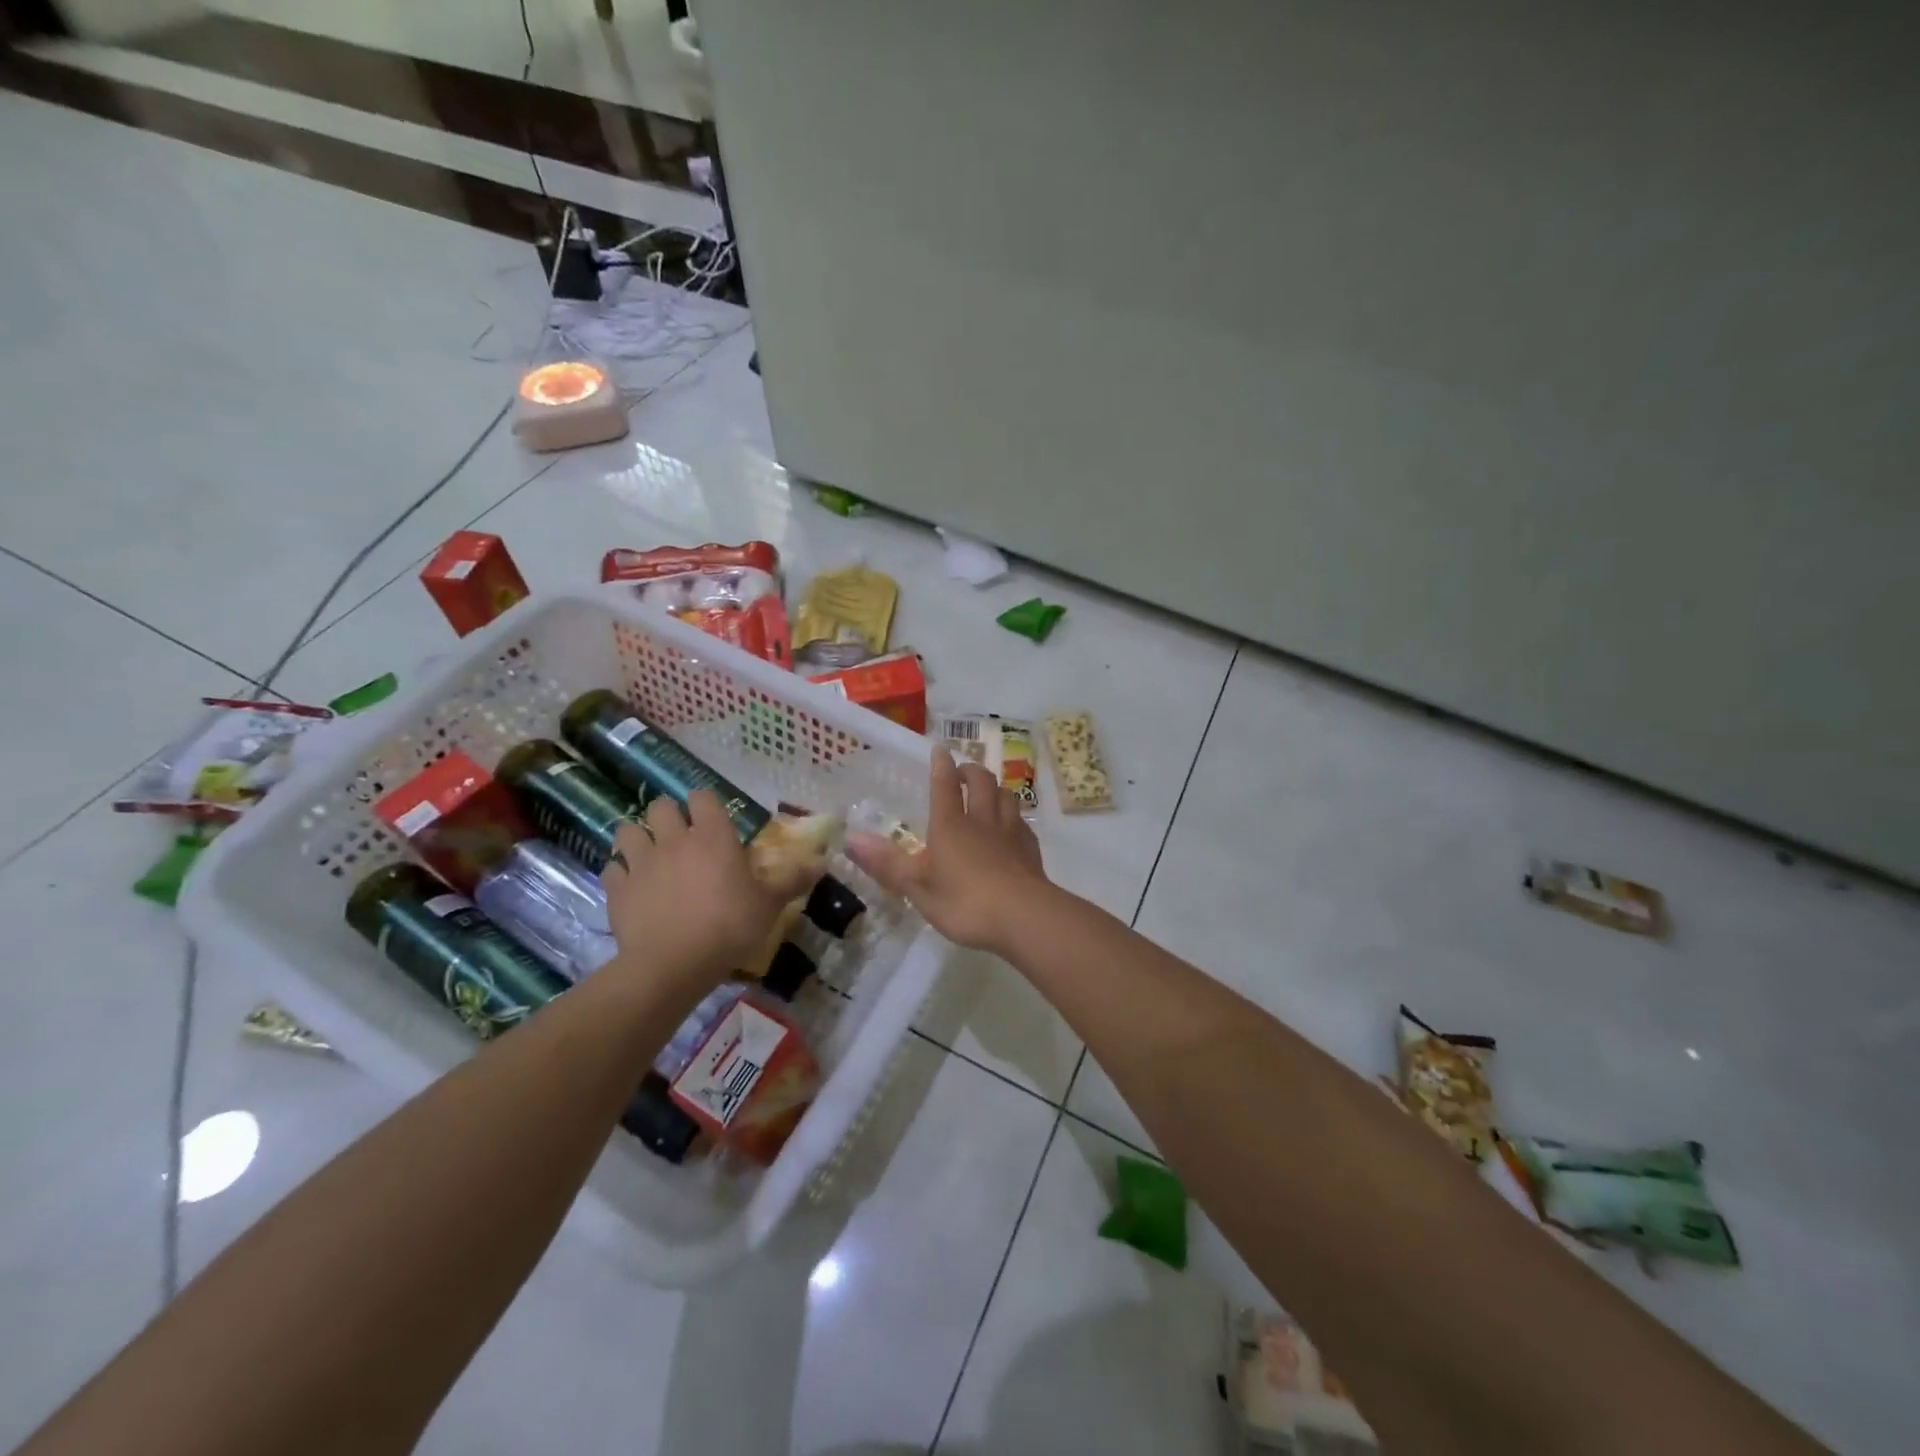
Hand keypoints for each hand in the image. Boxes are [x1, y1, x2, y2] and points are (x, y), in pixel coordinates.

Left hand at [600, 790, 816, 989]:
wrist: (673, 964)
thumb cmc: (729, 926)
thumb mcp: (770, 904)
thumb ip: (792, 880)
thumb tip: (822, 861)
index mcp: (713, 836)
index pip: (703, 797)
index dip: (705, 804)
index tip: (711, 819)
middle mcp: (674, 839)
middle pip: (660, 806)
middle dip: (667, 815)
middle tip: (679, 835)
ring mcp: (641, 862)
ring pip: (627, 831)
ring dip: (637, 838)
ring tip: (648, 854)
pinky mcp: (617, 889)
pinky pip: (611, 868)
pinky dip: (620, 872)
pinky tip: (631, 885)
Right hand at [847, 745, 1052, 955]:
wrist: (1023, 917)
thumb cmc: (964, 901)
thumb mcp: (917, 887)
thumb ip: (887, 863)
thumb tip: (851, 838)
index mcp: (951, 825)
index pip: (945, 785)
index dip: (941, 766)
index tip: (940, 750)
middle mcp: (982, 820)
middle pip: (982, 782)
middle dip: (971, 771)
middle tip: (964, 772)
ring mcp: (1011, 833)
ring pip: (1006, 796)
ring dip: (996, 789)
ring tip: (989, 793)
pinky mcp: (1031, 850)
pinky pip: (1022, 823)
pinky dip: (1014, 817)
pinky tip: (1012, 828)